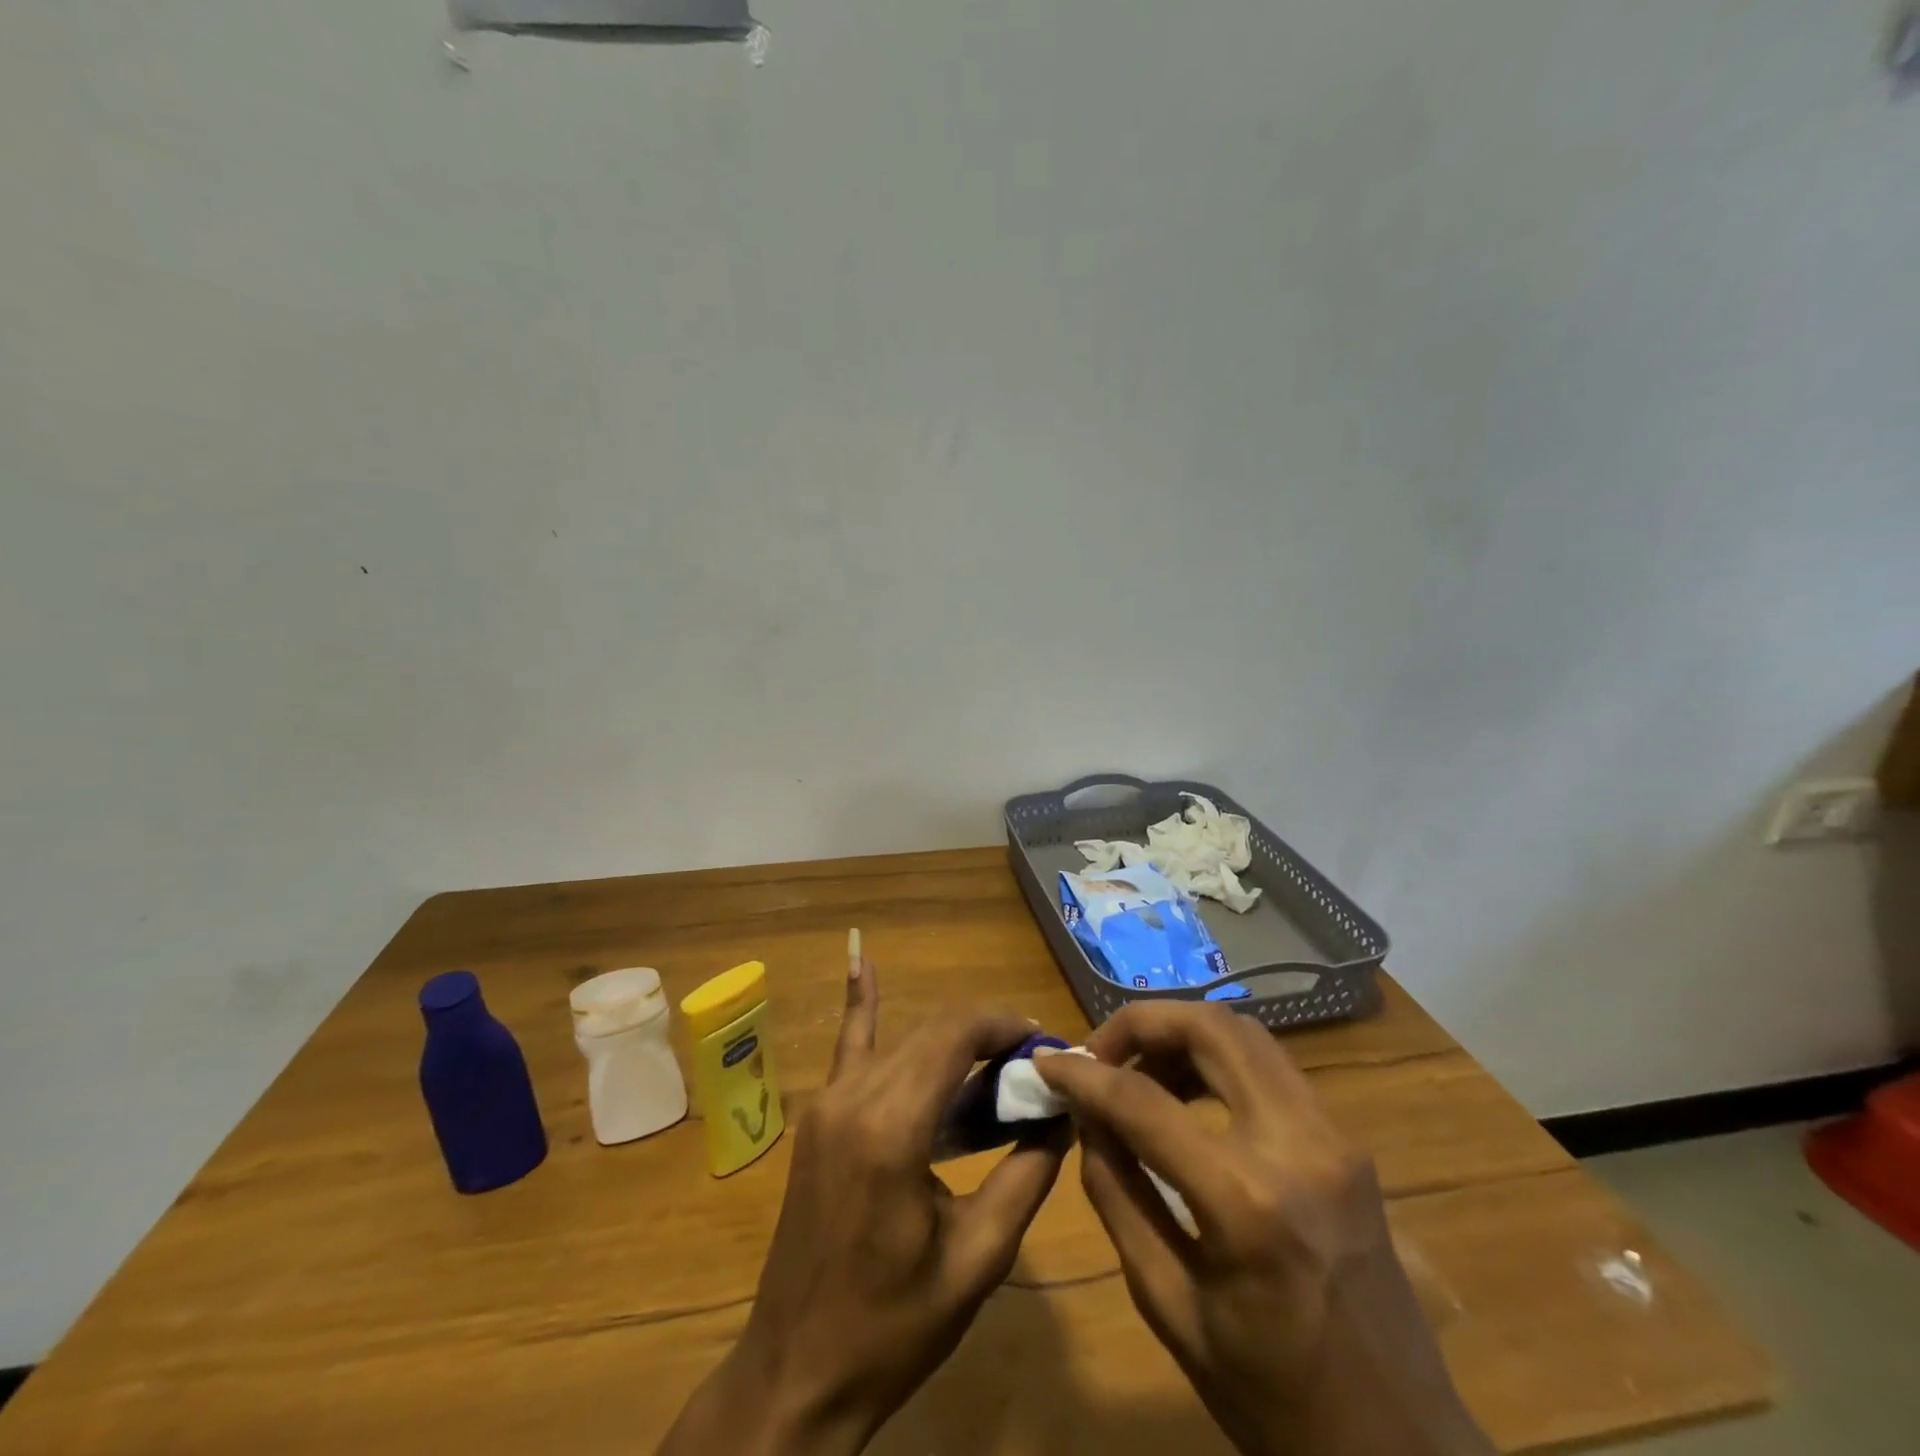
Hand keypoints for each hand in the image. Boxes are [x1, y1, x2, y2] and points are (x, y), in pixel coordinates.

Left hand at [658, 954, 1067, 1455]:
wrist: (797, 1374)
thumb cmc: (893, 1327)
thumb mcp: (979, 1258)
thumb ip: (1027, 1174)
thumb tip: (1064, 1112)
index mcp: (892, 1125)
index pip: (958, 1034)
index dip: (1006, 1026)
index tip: (1047, 1045)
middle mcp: (854, 1095)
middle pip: (933, 1032)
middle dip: (988, 1035)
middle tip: (1034, 1065)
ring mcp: (828, 1101)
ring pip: (903, 1041)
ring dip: (951, 1041)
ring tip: (999, 1061)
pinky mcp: (819, 1116)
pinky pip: (849, 1048)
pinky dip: (861, 1004)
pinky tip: (861, 960)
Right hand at [1036, 1002, 1491, 1455]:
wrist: (1401, 1451)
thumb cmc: (1273, 1399)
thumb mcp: (1168, 1305)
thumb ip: (1117, 1194)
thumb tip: (1085, 1115)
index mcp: (1247, 1202)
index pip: (1143, 1101)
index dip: (1083, 1074)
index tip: (1047, 1062)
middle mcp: (1298, 1144)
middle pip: (1208, 1027)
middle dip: (1140, 1023)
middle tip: (1098, 1054)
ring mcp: (1333, 1135)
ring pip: (1244, 1032)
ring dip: (1180, 1034)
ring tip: (1138, 1072)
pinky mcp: (1346, 1140)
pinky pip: (1269, 1065)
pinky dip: (1216, 1057)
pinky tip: (1186, 1093)